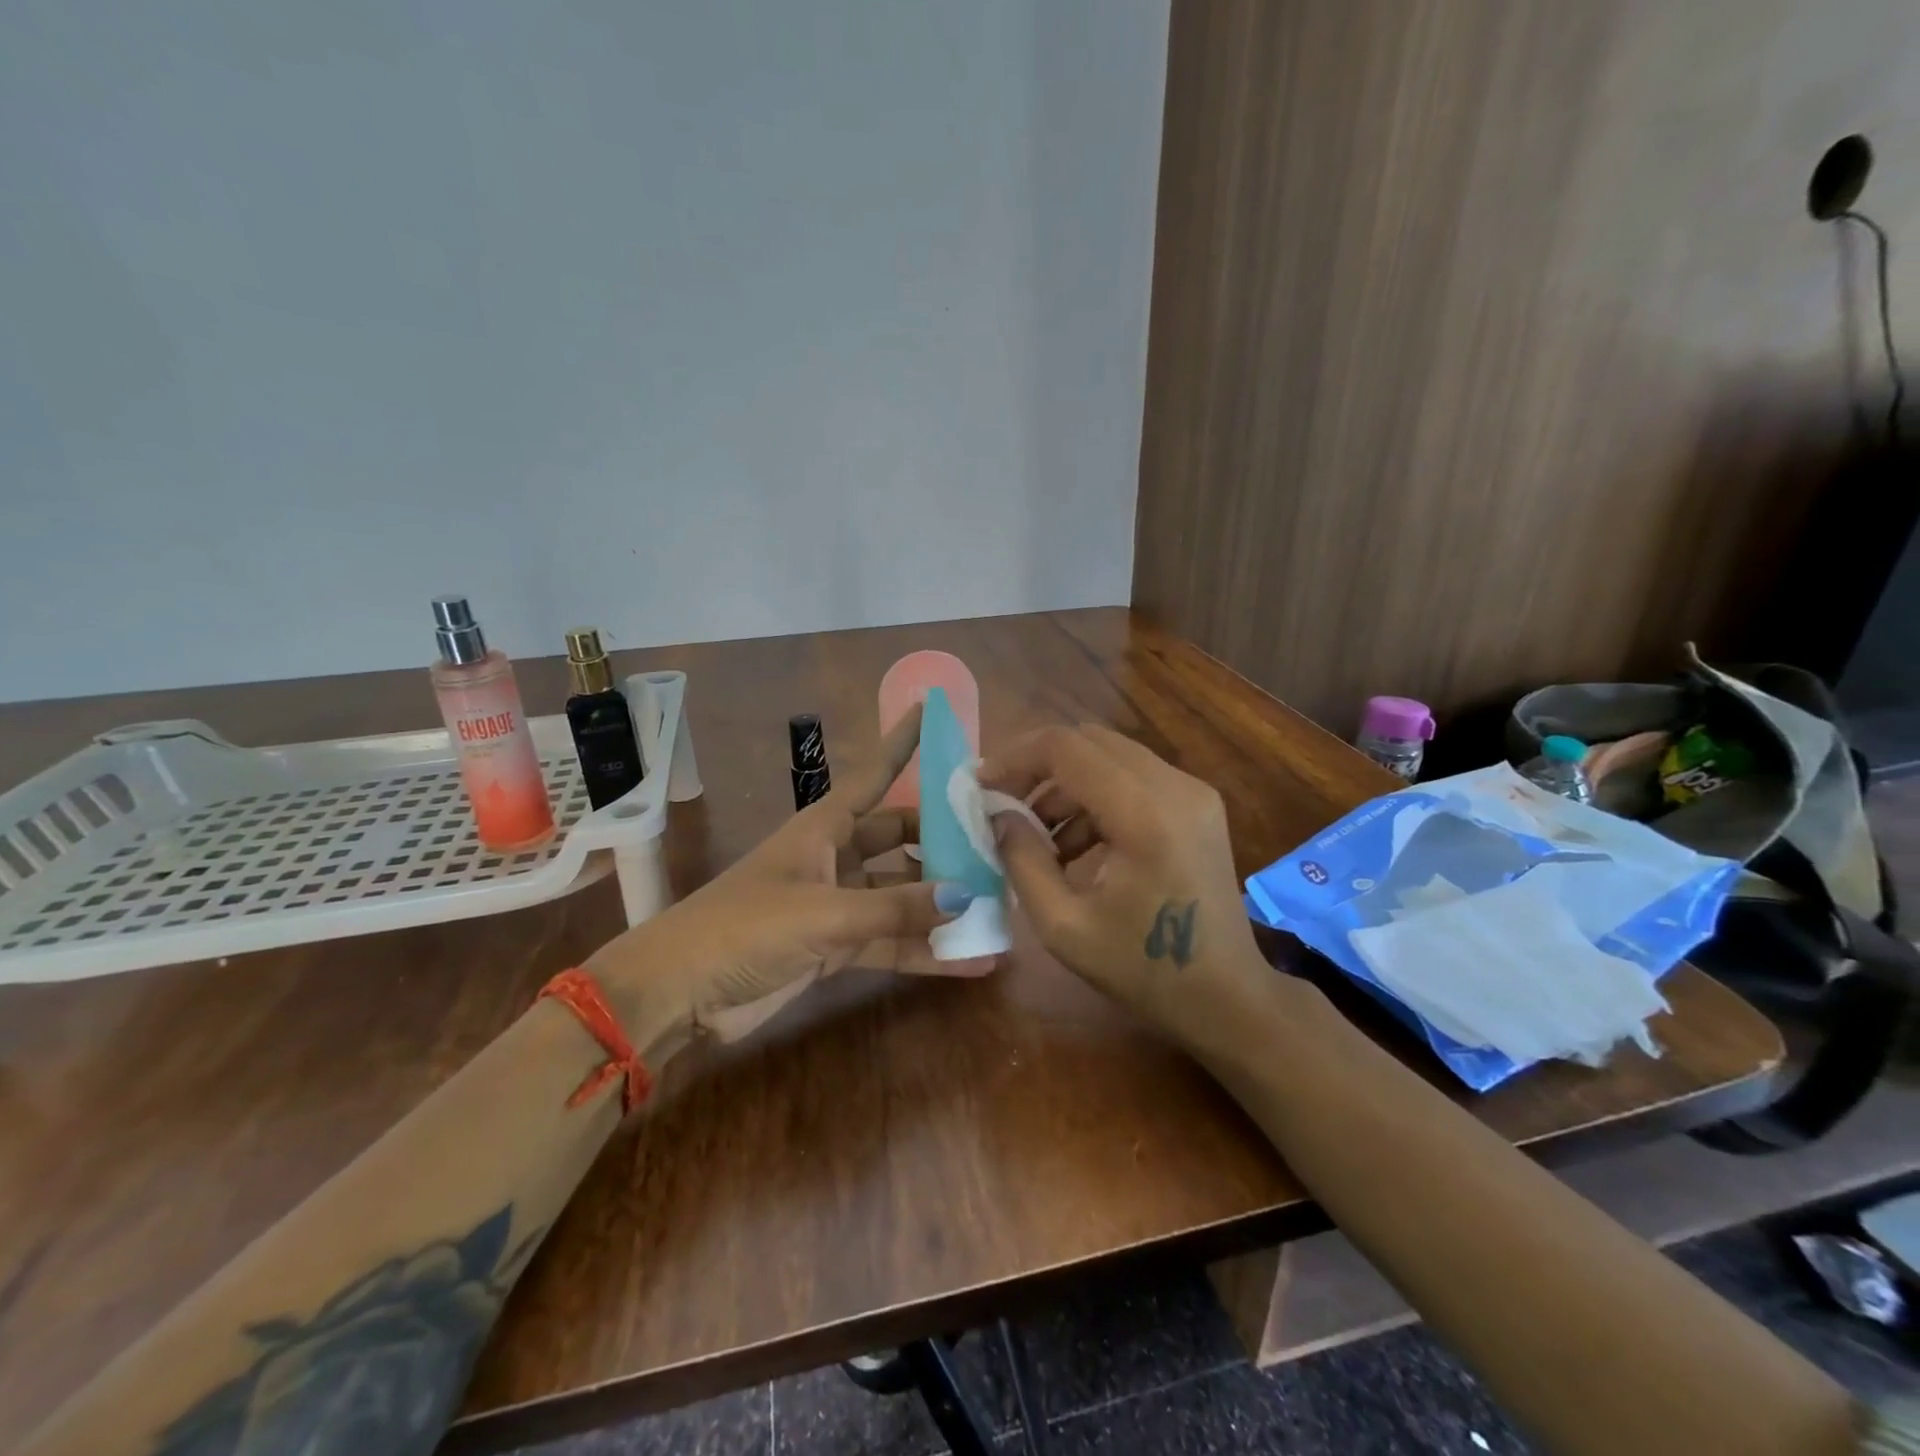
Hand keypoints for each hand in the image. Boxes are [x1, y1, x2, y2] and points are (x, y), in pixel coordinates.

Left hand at [587, 703, 994, 1056]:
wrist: (679, 993)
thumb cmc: (744, 929)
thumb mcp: (823, 913)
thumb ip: (895, 908)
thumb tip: (967, 895)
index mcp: (823, 828)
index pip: (874, 774)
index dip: (902, 742)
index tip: (932, 709)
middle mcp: (835, 857)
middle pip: (900, 838)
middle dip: (944, 842)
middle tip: (997, 845)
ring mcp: (837, 903)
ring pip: (901, 895)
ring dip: (941, 904)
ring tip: (998, 908)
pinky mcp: (836, 946)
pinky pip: (891, 940)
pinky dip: (924, 950)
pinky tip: (970, 961)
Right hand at [978, 724, 1264, 1048]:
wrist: (1228, 998)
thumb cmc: (1144, 971)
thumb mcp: (1064, 926)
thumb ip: (1022, 860)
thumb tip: (999, 815)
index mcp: (1145, 815)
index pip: (1067, 748)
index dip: (1015, 758)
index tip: (980, 786)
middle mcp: (1175, 787)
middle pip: (1089, 741)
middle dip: (1037, 766)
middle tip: (1003, 804)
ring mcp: (1193, 792)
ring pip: (1110, 756)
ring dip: (1065, 785)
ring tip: (1037, 838)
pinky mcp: (1198, 804)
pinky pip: (1133, 777)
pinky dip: (1095, 797)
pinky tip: (1076, 846)